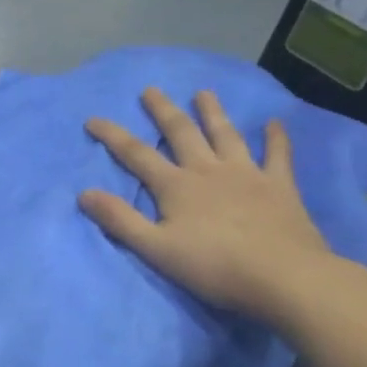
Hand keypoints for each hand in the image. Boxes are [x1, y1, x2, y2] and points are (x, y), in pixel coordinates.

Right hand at [80, 88, 335, 322]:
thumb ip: (120, 220)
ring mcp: (246, 174)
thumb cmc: (214, 266)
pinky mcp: (279, 186)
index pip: (136, 154)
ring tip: (204, 92)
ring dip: (213, 112)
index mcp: (176, 186)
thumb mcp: (156, 248)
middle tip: (151, 89)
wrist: (283, 276)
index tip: (93, 119)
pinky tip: (274, 123)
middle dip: (163, 110)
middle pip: (181, 133)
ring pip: (225, 135)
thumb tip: (84, 193)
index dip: (112, 136)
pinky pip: (277, 155)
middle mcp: (208, 170)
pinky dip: (275, 138)